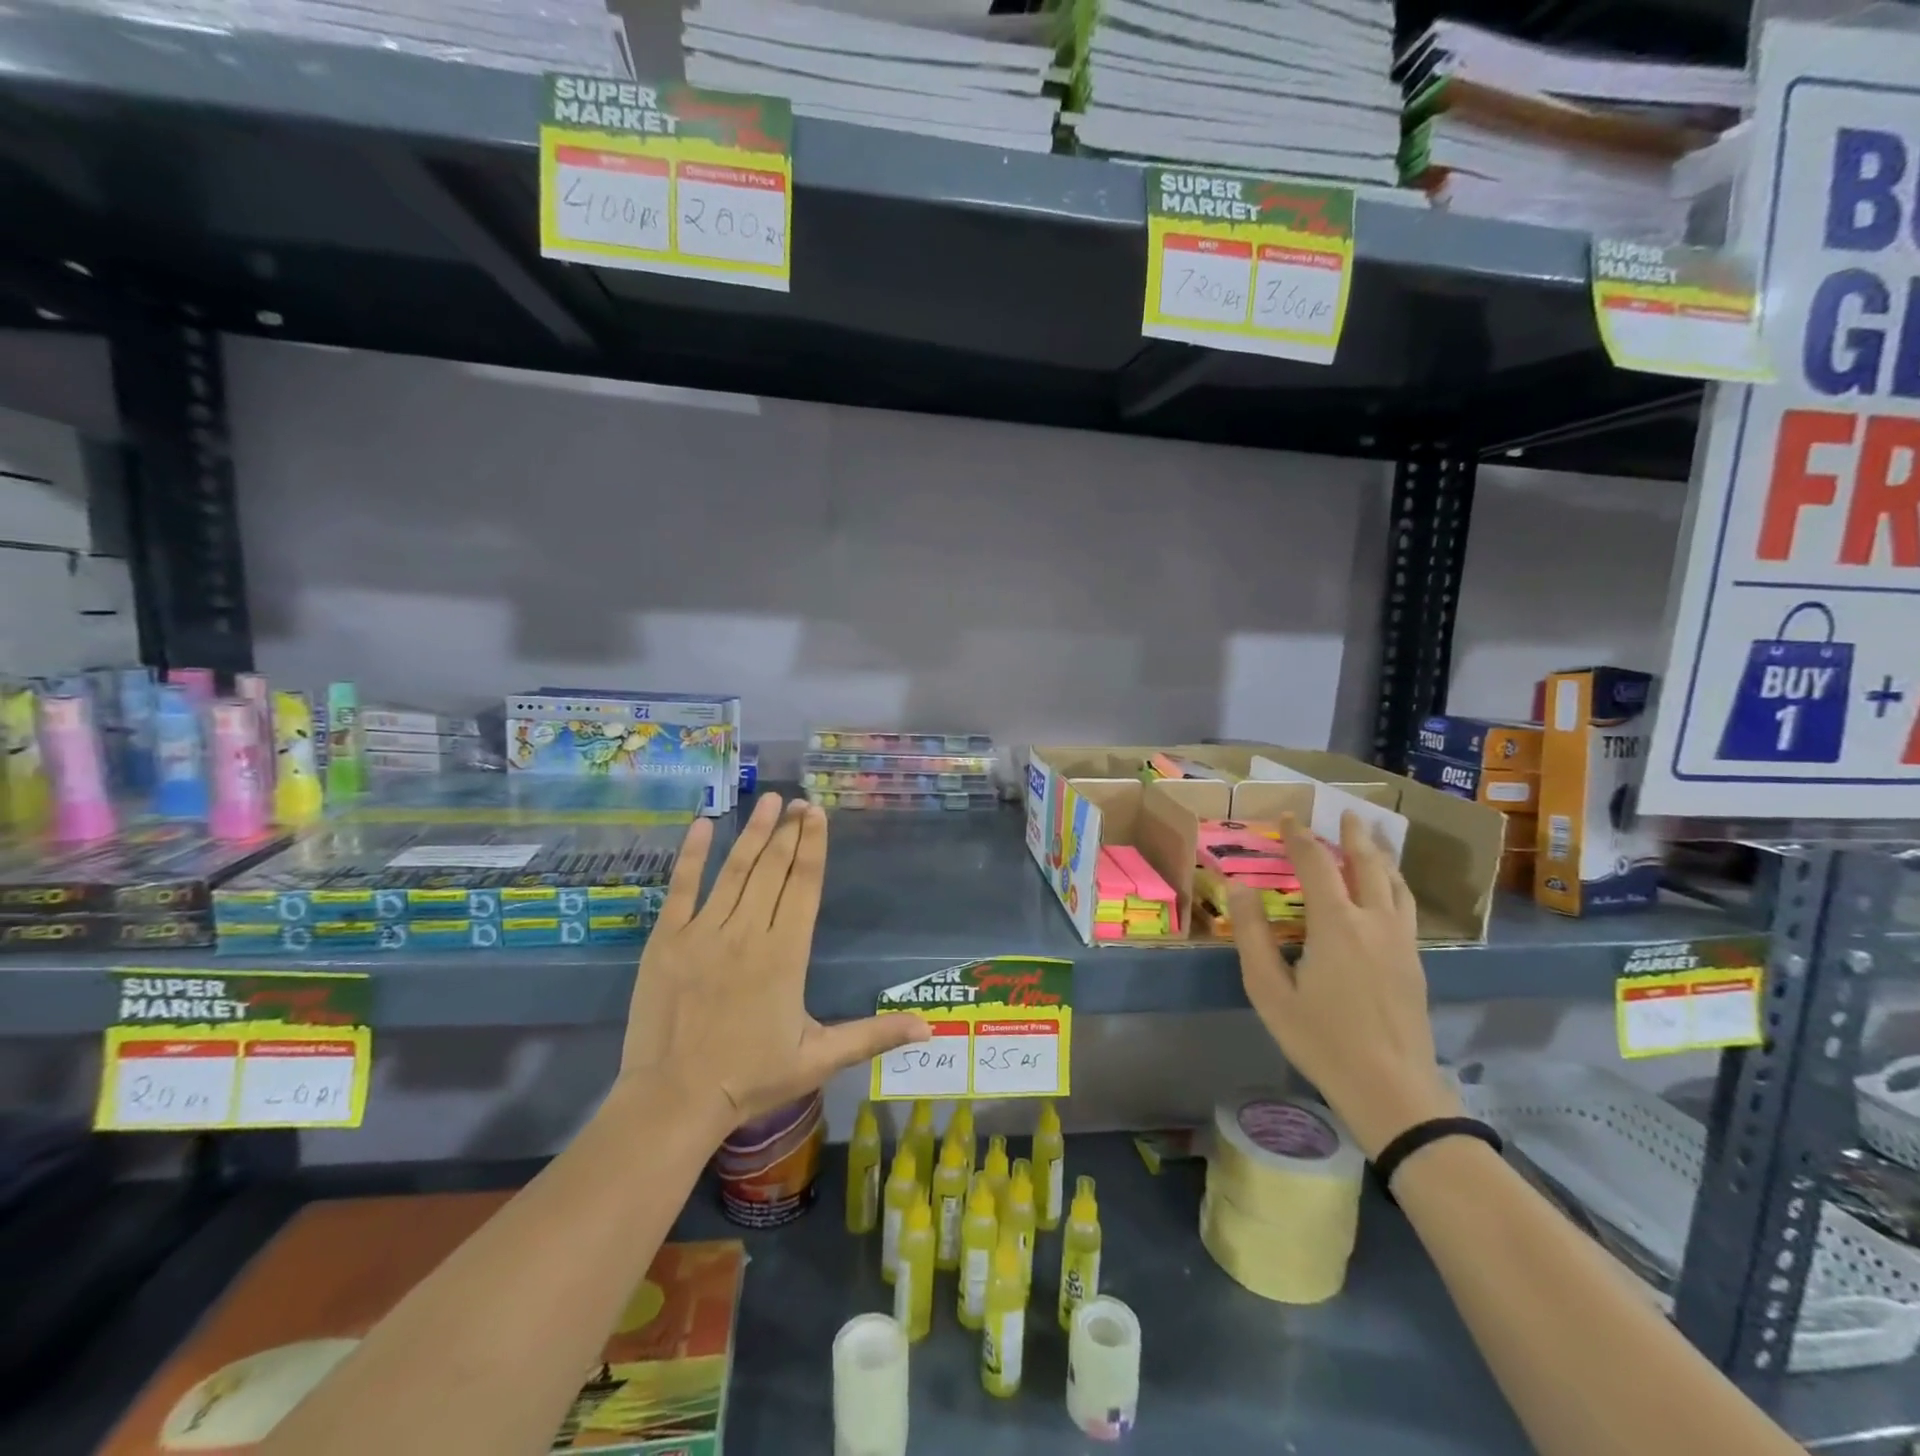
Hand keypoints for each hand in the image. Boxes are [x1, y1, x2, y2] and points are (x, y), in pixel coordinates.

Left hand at [620, 793, 928, 1132]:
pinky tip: (703, 826)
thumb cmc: (750, 1079)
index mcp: (785, 954)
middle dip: (789, 831)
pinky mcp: (666, 940)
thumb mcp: (819, 1059)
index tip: (817, 814)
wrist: (673, 1102)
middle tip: (798, 800)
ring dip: (753, 833)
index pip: (804, 886)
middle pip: (773, 869)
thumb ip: (872, 1036)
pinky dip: (692, 855)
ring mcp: (703, 932)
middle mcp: (747, 932)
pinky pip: (681, 888)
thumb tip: (928, 1026)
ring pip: (734, 871)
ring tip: (768, 801)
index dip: (813, 846)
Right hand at [1228, 810, 1460, 1156]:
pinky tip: (1390, 893)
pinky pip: (1406, 907)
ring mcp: (1402, 942)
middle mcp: (1374, 921)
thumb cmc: (1320, 1038)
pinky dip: (1395, 885)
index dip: (1301, 837)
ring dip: (1382, 857)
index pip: (1317, 864)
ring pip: (1396, 885)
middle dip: (1354, 836)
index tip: (1289, 818)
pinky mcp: (1416, 962)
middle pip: (1368, 865)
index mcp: (1336, 924)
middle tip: (1348, 813)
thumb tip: (1239, 887)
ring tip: (1374, 841)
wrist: (1390, 1089)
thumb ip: (1253, 934)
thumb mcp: (1269, 989)